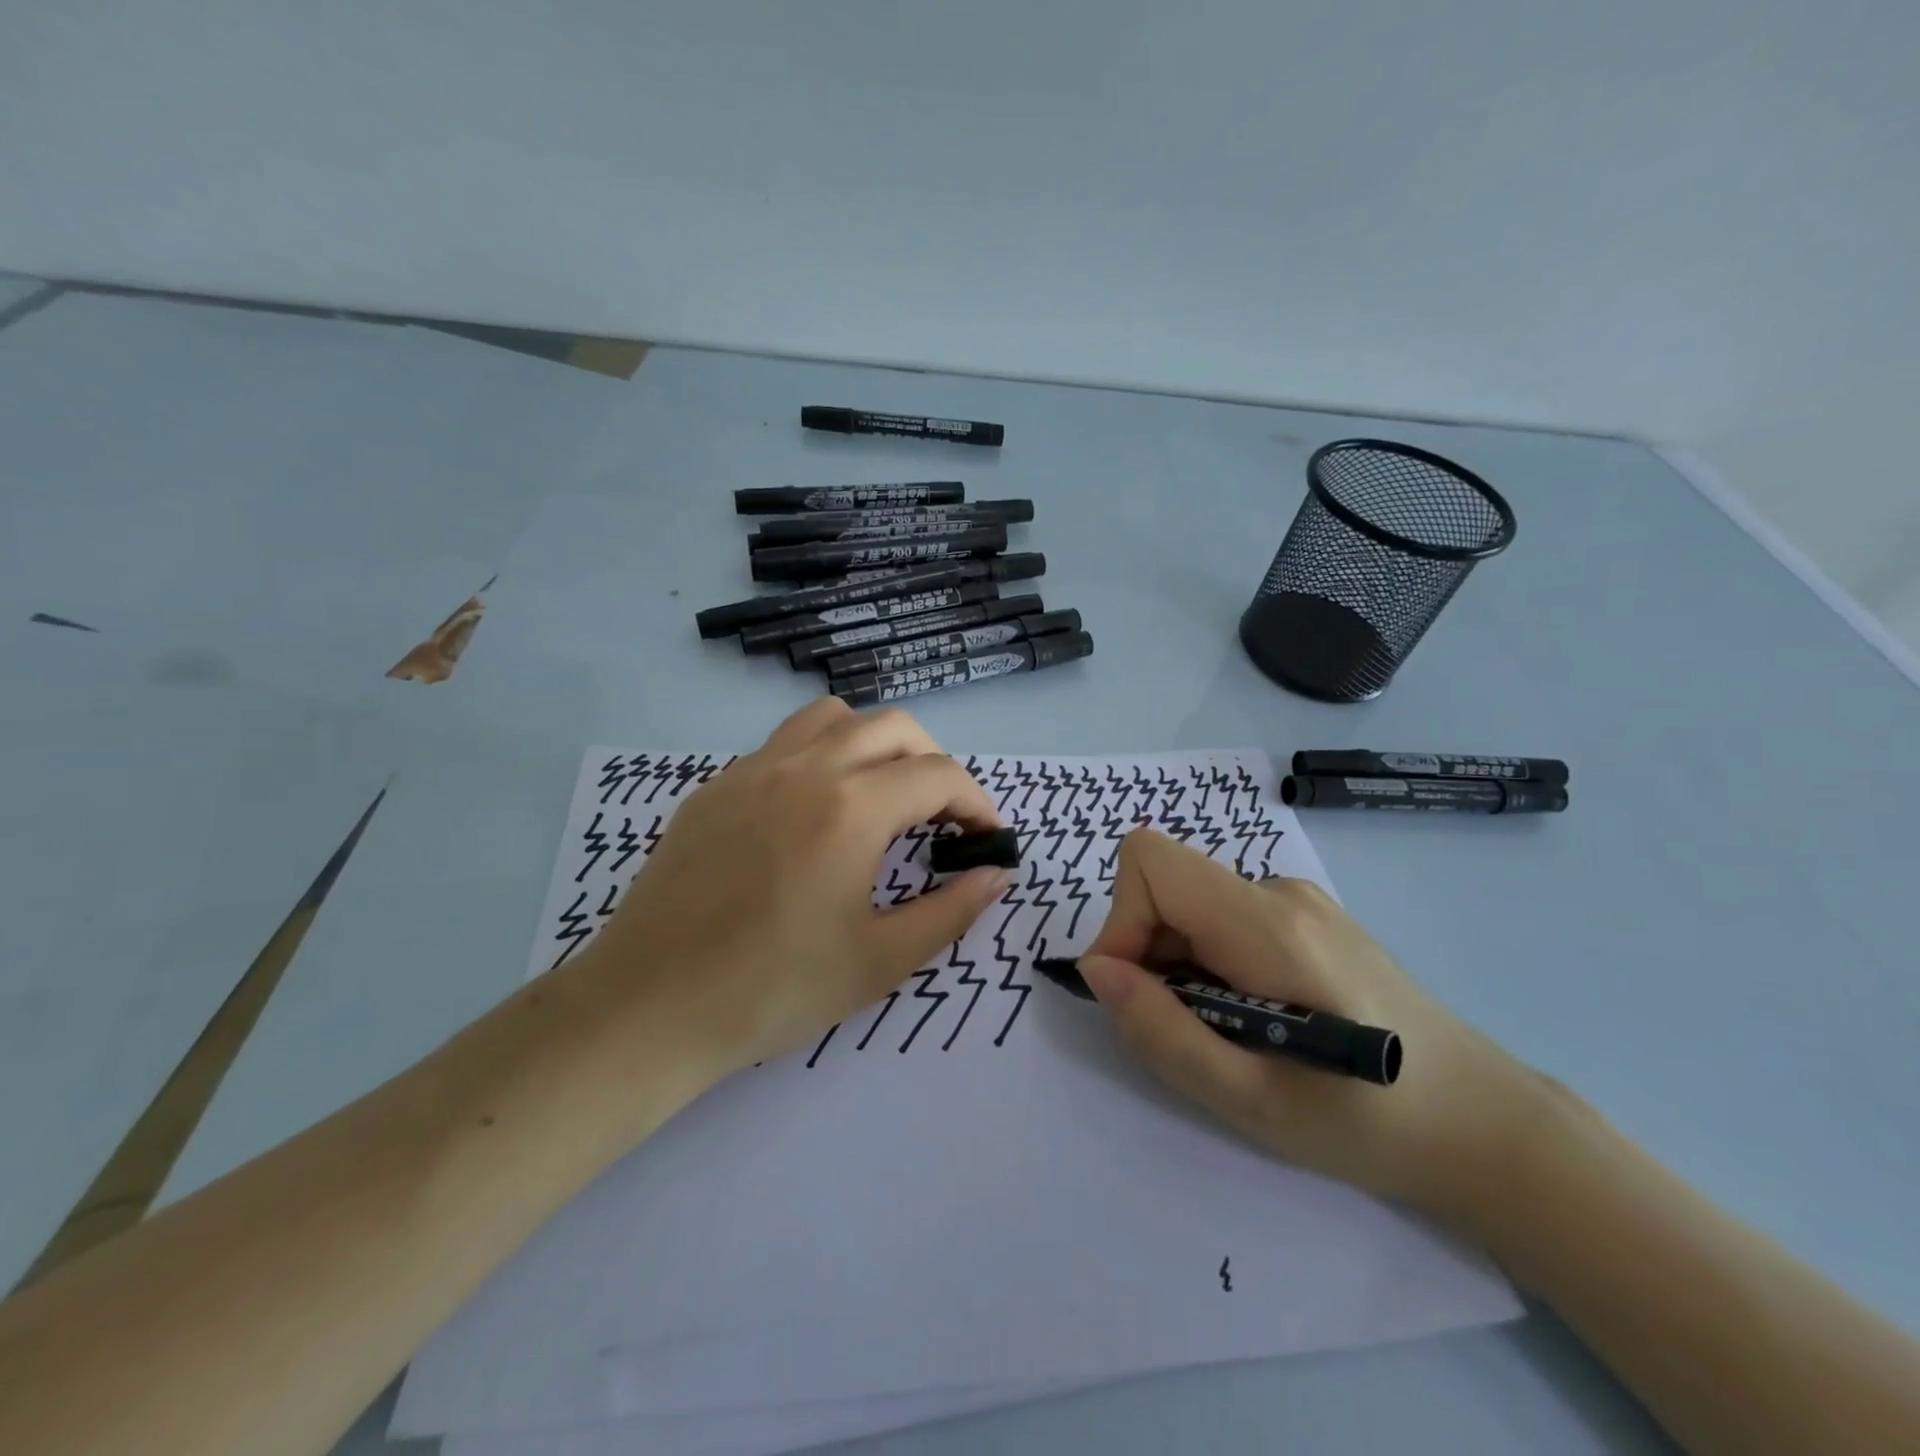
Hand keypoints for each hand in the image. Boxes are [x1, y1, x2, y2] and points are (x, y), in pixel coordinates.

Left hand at [572, 699, 1011, 1079]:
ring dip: (873, 743)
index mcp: (850, 809)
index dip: (977, 802)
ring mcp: (751, 770)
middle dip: (933, 762)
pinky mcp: (714, 787)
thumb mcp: (880, 961)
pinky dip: (820, 758)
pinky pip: (782, 744)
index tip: (986, 838)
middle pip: (893, 727)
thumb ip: (951, 911)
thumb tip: (997, 874)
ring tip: (879, 796)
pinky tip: (811, 814)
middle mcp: (804, 768)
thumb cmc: (773, 990)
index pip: (938, 775)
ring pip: (832, 718)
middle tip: (940, 816)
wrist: (649, 1007)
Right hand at [1079, 829, 1546, 1220]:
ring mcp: (1298, 899)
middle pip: (1168, 886)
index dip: (1120, 920)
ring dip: (1181, 966)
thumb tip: (1098, 970)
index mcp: (1268, 924)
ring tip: (1235, 1033)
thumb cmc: (1369, 1122)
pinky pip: (1223, 918)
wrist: (1485, 1123)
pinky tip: (1260, 1016)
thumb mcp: (1249, 1100)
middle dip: (1150, 956)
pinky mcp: (1307, 916)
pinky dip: (1211, 963)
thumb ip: (1161, 1030)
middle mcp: (1279, 890)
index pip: (1151, 860)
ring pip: (1192, 906)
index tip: (1135, 992)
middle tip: (1192, 1033)